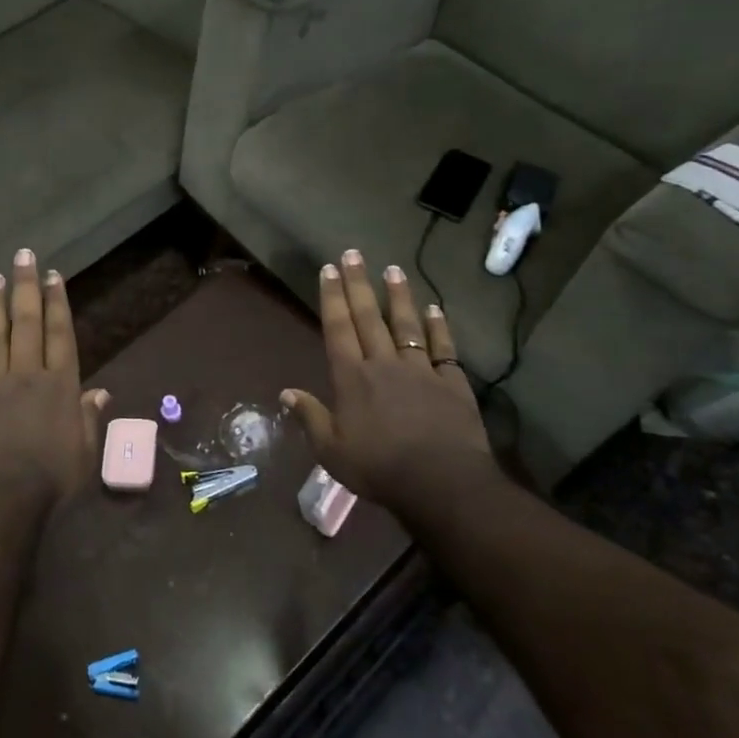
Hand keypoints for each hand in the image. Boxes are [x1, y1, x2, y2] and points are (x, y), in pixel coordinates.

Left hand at [0, 248, 108, 503]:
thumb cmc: (49, 480)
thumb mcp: (83, 453)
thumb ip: (89, 419)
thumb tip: (100, 393)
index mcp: (59, 385)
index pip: (60, 334)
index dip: (57, 302)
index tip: (53, 275)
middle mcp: (26, 374)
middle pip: (26, 323)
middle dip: (26, 287)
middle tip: (23, 256)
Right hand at [281, 250, 501, 511]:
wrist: (442, 483)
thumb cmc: (379, 469)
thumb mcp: (332, 451)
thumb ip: (310, 418)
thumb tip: (286, 392)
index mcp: (351, 378)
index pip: (338, 328)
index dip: (332, 297)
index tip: (328, 269)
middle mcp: (383, 364)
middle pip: (368, 317)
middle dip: (358, 284)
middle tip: (353, 254)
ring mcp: (420, 370)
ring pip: (406, 324)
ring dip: (398, 295)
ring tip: (392, 269)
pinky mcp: (452, 382)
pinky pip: (443, 347)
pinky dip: (439, 326)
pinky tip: (435, 308)